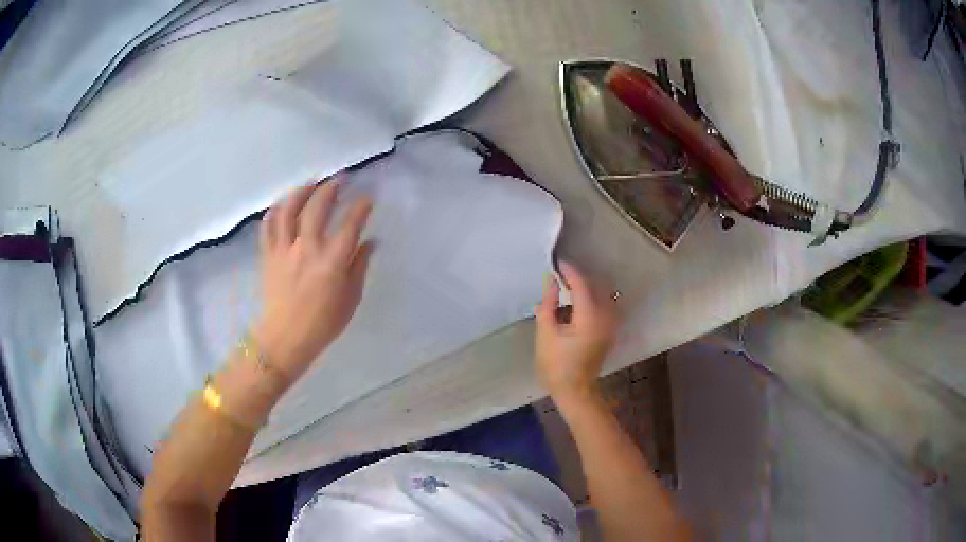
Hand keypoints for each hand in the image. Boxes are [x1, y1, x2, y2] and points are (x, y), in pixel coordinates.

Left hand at [254, 177, 372, 379]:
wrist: (285, 339)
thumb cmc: (323, 324)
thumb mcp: (351, 299)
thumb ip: (360, 267)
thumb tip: (370, 242)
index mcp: (331, 262)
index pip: (350, 224)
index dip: (361, 207)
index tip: (367, 198)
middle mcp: (306, 249)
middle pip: (317, 208)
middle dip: (331, 188)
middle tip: (339, 179)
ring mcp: (283, 250)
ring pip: (289, 210)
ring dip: (301, 191)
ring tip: (311, 183)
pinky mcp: (268, 255)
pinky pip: (268, 225)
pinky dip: (275, 210)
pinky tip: (283, 203)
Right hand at [535, 261, 616, 404]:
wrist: (575, 391)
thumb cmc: (556, 365)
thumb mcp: (546, 332)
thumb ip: (548, 303)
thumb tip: (550, 280)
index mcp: (590, 316)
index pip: (581, 284)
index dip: (568, 271)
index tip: (555, 263)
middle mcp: (606, 316)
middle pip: (595, 286)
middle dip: (577, 278)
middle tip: (558, 277)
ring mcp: (611, 324)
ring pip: (601, 295)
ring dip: (585, 289)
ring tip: (565, 291)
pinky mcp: (610, 330)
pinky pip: (603, 306)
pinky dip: (591, 300)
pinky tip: (575, 306)